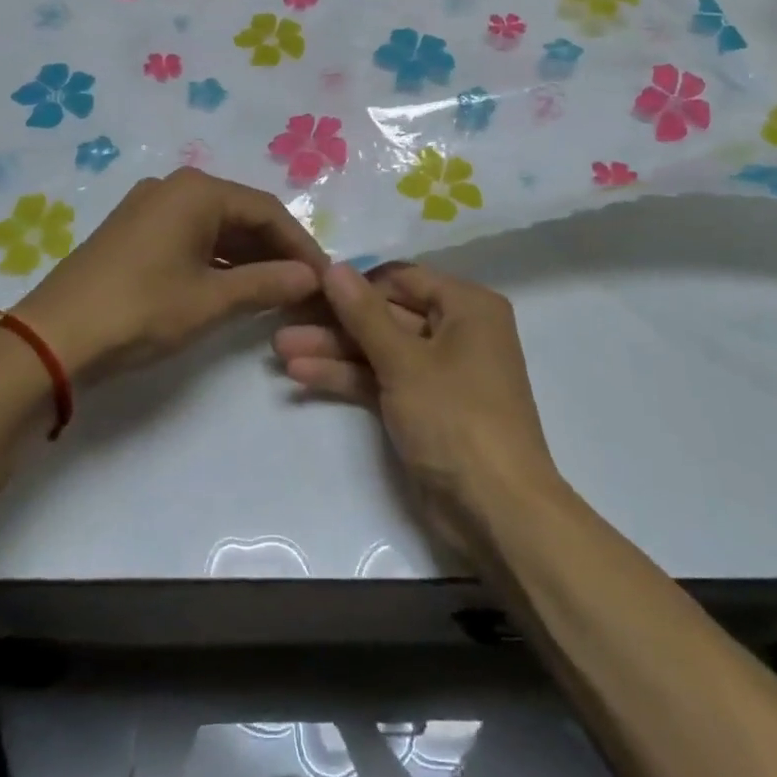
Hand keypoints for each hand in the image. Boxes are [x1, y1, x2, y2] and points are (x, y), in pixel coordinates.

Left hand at [16, 168, 327, 381]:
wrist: (52, 338)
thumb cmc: (140, 310)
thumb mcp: (210, 300)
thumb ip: (267, 284)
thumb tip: (314, 278)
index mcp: (196, 191)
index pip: (267, 210)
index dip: (300, 245)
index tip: (325, 278)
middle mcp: (174, 187)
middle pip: (242, 214)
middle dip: (276, 251)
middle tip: (305, 287)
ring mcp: (150, 207)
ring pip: (216, 227)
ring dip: (248, 257)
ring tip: (277, 291)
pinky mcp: (134, 231)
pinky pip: (191, 237)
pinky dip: (218, 261)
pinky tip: (235, 287)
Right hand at [273, 263, 557, 548]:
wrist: (496, 510)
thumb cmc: (457, 418)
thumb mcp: (405, 361)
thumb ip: (365, 313)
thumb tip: (334, 266)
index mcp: (467, 306)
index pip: (402, 278)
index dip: (355, 281)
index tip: (308, 283)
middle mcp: (456, 331)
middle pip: (387, 314)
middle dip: (336, 321)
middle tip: (284, 317)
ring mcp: (438, 371)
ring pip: (379, 349)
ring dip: (333, 350)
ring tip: (280, 348)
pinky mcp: (423, 407)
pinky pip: (381, 379)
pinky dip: (347, 377)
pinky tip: (301, 374)